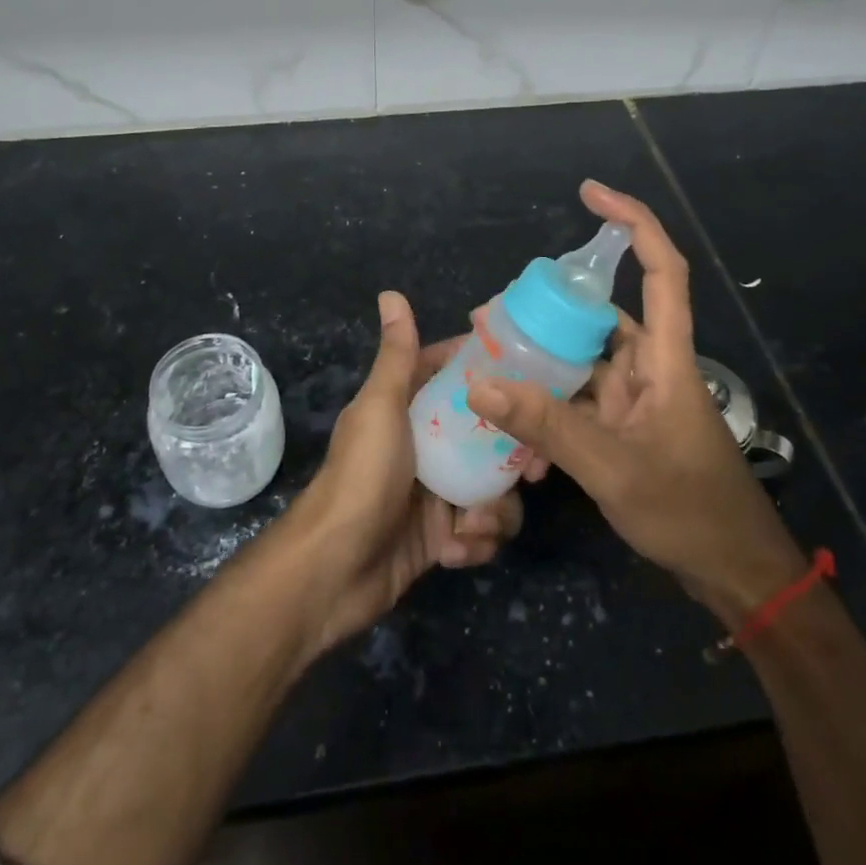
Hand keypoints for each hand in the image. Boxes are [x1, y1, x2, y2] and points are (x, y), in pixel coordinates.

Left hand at [290, 290, 533, 651]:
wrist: (332, 571)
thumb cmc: (362, 477)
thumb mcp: (381, 408)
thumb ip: (397, 355)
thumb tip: (391, 293)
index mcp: (410, 408)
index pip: (458, 377)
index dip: (493, 376)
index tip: (532, 380)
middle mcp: (426, 445)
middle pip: (488, 436)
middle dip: (513, 456)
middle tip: (531, 470)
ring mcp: (436, 492)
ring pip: (492, 488)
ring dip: (493, 511)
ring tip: (473, 525)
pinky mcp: (442, 537)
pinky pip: (481, 531)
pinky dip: (474, 543)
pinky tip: (453, 552)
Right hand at [467, 181, 807, 629]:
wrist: (733, 575)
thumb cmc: (689, 511)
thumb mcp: (612, 468)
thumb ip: (546, 425)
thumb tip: (480, 383)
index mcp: (666, 358)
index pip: (661, 271)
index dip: (632, 223)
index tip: (591, 193)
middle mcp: (650, 367)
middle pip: (599, 316)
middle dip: (547, 311)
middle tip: (492, 316)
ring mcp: (636, 399)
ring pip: (582, 362)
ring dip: (541, 367)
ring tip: (489, 367)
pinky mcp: (625, 427)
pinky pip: (579, 402)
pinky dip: (549, 409)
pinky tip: (515, 432)